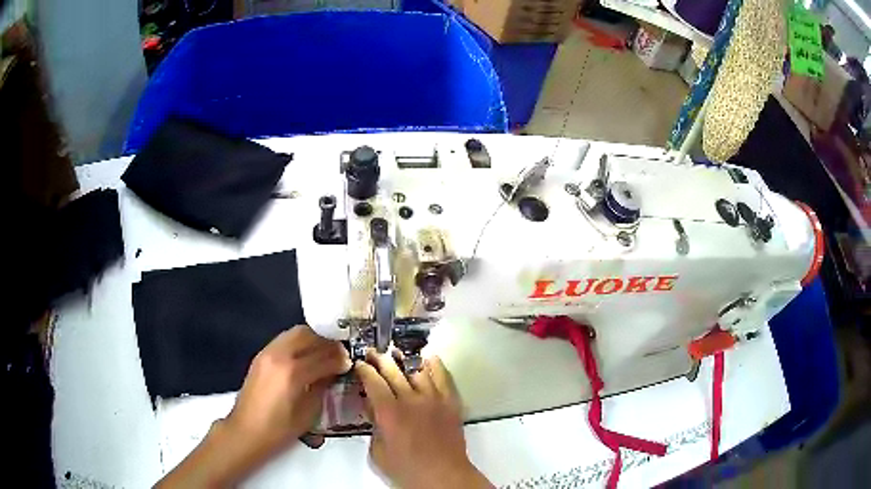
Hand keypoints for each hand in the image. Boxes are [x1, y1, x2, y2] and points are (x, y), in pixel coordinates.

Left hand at [157, 325, 350, 487]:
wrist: (246, 430)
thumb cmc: (279, 429)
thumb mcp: (308, 413)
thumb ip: (322, 387)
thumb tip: (334, 372)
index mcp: (293, 373)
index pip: (325, 356)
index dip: (341, 358)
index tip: (351, 362)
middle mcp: (280, 355)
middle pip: (310, 335)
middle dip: (328, 343)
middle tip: (340, 354)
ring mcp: (268, 352)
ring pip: (296, 332)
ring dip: (314, 339)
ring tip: (325, 352)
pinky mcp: (261, 354)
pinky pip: (285, 339)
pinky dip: (300, 342)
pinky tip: (306, 355)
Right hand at [355, 352, 491, 488]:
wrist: (442, 475)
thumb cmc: (407, 469)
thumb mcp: (378, 452)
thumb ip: (374, 427)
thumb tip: (372, 409)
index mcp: (389, 412)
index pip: (373, 382)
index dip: (364, 370)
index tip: (359, 364)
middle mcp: (410, 400)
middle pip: (393, 371)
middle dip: (380, 359)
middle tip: (373, 353)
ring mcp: (433, 399)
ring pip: (417, 370)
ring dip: (405, 360)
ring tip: (397, 354)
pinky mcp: (450, 403)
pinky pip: (443, 378)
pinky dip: (435, 365)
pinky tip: (428, 359)